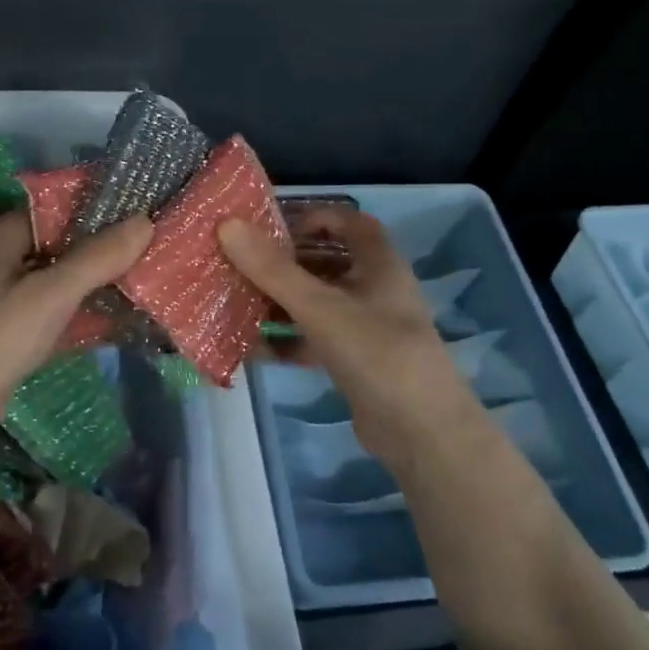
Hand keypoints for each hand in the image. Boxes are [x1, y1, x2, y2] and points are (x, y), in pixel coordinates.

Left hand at [0, 210, 153, 465]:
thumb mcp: (50, 294)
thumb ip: (97, 258)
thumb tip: (145, 221)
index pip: (55, 209)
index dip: (97, 209)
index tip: (143, 213)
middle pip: (59, 246)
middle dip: (103, 249)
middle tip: (153, 248)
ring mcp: (1, 302)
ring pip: (58, 282)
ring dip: (95, 283)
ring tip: (147, 279)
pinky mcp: (8, 337)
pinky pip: (53, 315)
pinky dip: (81, 315)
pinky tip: (119, 320)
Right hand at [220, 208, 486, 465]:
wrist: (421, 431)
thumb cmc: (375, 352)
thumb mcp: (319, 307)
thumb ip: (272, 269)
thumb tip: (227, 225)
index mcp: (378, 263)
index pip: (348, 221)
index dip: (312, 218)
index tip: (271, 230)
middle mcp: (375, 289)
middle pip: (327, 262)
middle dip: (285, 263)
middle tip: (241, 265)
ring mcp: (366, 327)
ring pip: (318, 302)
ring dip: (281, 302)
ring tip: (237, 303)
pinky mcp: (356, 361)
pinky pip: (316, 339)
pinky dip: (288, 341)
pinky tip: (254, 350)